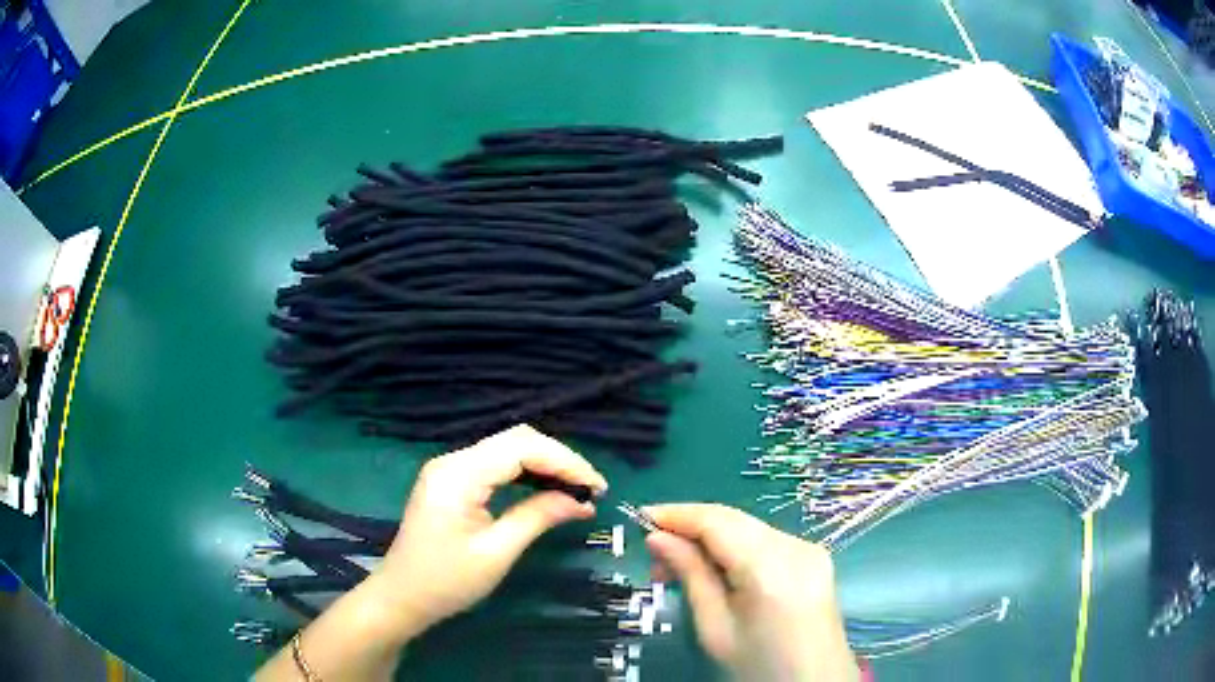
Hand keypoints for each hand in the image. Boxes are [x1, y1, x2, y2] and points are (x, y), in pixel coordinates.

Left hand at [374, 424, 608, 635]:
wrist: (401, 597)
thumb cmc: (446, 582)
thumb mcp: (496, 553)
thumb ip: (537, 518)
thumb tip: (581, 502)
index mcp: (459, 474)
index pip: (521, 448)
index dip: (565, 461)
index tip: (598, 486)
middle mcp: (453, 461)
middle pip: (515, 441)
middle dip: (558, 459)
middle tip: (591, 489)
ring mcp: (450, 469)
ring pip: (507, 449)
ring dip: (544, 464)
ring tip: (576, 489)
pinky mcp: (451, 482)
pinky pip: (495, 465)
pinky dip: (525, 473)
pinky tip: (546, 490)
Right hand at [645, 504, 857, 681]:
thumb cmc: (758, 666)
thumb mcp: (715, 628)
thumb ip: (690, 576)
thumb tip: (658, 538)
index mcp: (771, 568)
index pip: (718, 521)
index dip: (678, 514)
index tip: (641, 517)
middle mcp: (796, 547)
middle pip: (734, 520)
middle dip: (691, 528)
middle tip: (654, 554)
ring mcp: (810, 550)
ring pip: (749, 529)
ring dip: (712, 538)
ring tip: (678, 567)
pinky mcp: (814, 558)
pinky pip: (766, 541)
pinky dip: (736, 548)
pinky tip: (716, 569)